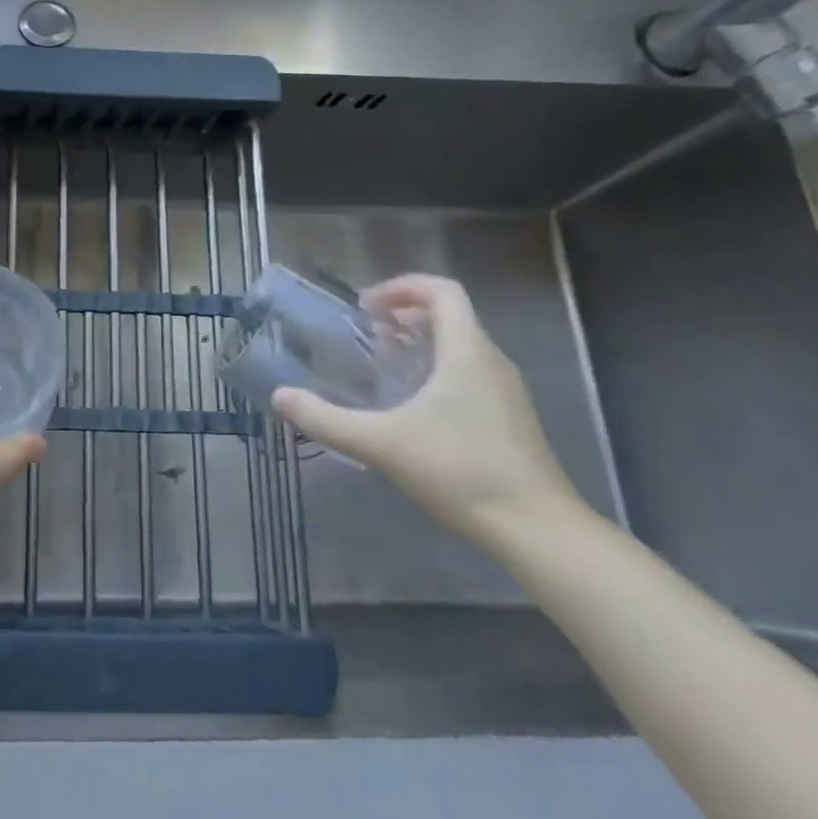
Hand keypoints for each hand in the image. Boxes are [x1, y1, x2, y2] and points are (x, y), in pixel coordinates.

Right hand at [272, 274, 582, 548]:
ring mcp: (505, 391)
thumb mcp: (381, 443)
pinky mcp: (509, 418)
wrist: (537, 530)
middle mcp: (491, 361)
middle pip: (450, 315)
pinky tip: (411, 407)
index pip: (442, 291)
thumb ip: (326, 419)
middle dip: (404, 315)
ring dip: (419, 343)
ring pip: (461, 345)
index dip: (402, 287)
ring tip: (381, 366)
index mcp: (467, 351)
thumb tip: (280, 397)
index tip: (364, 306)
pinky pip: (468, 372)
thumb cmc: (459, 471)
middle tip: (364, 334)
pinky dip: (436, 369)